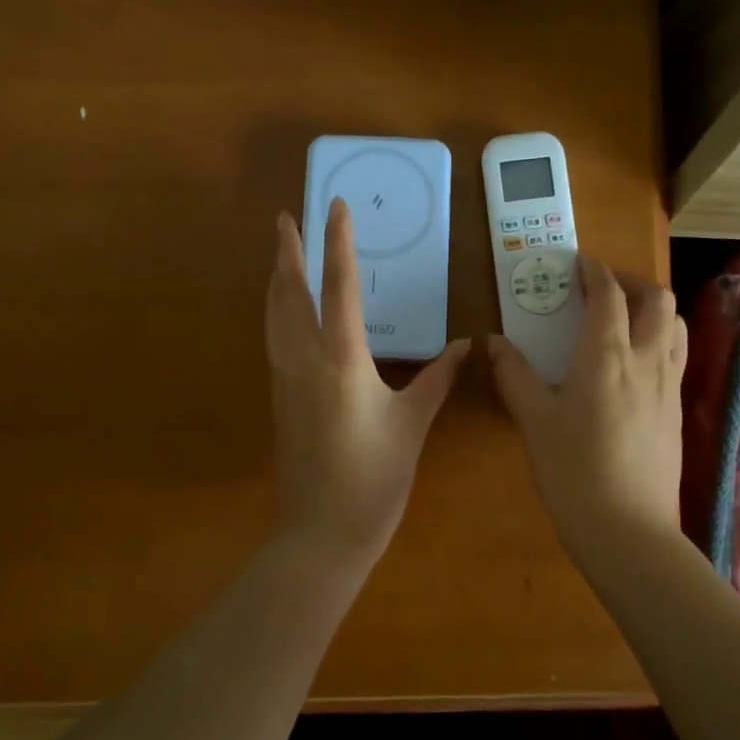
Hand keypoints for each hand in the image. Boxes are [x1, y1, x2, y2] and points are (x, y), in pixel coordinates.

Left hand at [266, 199, 468, 560]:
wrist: (322, 533)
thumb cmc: (375, 477)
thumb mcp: (413, 424)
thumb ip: (437, 378)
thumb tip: (465, 345)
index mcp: (342, 358)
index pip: (339, 285)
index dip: (337, 242)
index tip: (333, 206)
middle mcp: (305, 359)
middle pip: (290, 292)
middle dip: (287, 251)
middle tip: (285, 218)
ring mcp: (285, 378)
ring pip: (275, 315)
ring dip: (277, 278)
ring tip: (279, 253)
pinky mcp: (279, 398)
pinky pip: (274, 338)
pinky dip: (277, 310)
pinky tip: (284, 312)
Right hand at [488, 255, 687, 554]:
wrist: (628, 531)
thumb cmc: (573, 472)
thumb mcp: (534, 421)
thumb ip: (513, 375)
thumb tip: (492, 341)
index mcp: (607, 356)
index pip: (609, 295)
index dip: (594, 271)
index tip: (578, 263)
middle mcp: (647, 361)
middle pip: (657, 300)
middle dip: (631, 282)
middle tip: (601, 288)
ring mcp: (668, 387)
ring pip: (676, 326)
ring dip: (653, 308)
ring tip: (624, 318)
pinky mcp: (676, 411)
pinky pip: (677, 356)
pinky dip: (660, 338)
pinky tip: (635, 363)